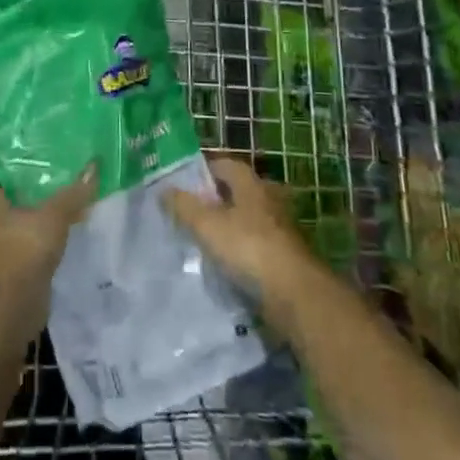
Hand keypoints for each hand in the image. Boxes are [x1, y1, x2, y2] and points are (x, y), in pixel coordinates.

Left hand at [0, 166, 97, 341]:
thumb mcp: (52, 218)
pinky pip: (21, 249)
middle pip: (9, 199)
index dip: (22, 165)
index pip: (1, 171)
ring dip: (34, 223)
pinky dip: (35, 246)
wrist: (3, 312)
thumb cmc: (20, 250)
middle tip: (62, 183)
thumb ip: (72, 195)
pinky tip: (57, 241)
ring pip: (15, 225)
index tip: (47, 161)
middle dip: (31, 195)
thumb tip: (94, 166)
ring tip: (65, 210)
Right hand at [165, 156, 316, 325]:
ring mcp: (279, 229)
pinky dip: (238, 249)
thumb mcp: (206, 224)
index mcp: (251, 184)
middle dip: (213, 199)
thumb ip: (183, 206)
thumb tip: (163, 190)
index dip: (202, 170)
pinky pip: (253, 244)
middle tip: (187, 210)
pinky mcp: (283, 256)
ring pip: (245, 219)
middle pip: (236, 192)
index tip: (181, 182)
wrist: (295, 294)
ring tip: (200, 238)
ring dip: (226, 226)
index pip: (224, 164)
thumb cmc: (248, 248)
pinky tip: (221, 262)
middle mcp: (268, 199)